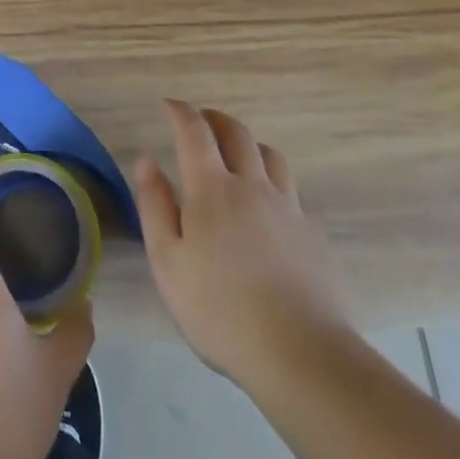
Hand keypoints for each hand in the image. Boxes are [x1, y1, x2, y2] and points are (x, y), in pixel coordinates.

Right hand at [133, 100, 350, 386]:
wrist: (302, 354)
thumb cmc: (220, 310)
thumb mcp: (168, 262)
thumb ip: (154, 206)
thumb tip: (147, 160)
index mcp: (213, 189)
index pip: (195, 132)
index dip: (181, 112)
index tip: (169, 104)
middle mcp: (253, 186)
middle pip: (238, 133)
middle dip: (215, 118)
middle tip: (202, 120)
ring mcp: (288, 209)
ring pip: (271, 156)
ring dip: (249, 144)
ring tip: (237, 154)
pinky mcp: (313, 235)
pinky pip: (290, 190)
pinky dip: (272, 181)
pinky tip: (267, 205)